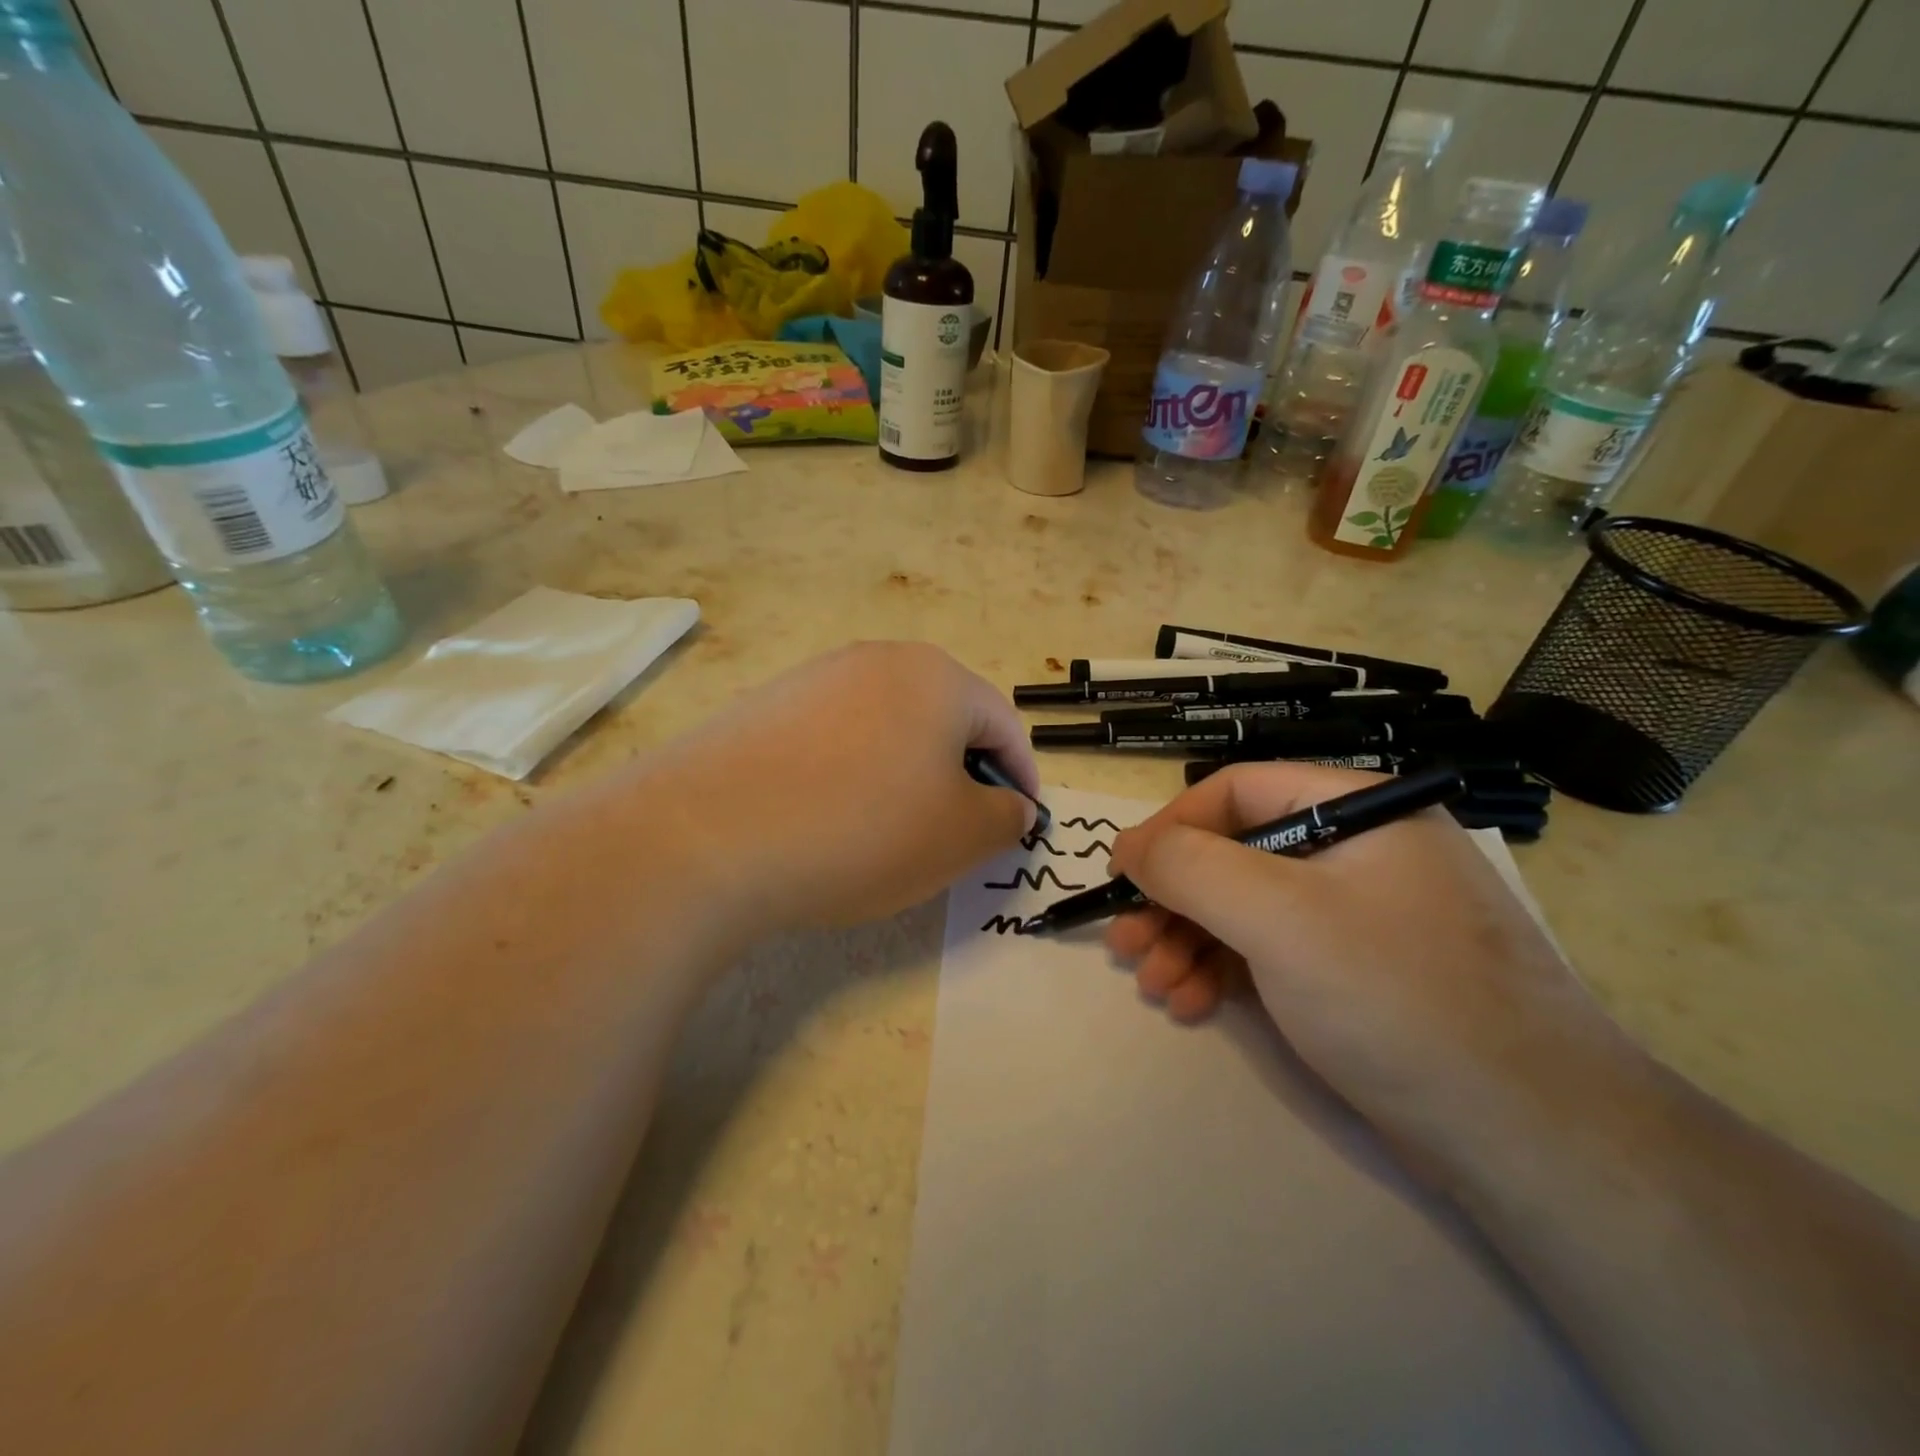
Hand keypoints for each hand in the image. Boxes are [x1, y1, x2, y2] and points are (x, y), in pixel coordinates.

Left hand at [636, 642, 1036, 936]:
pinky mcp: (764, 708)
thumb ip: (1006, 817)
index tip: (1020, 824)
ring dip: (906, 775)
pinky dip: (851, 776)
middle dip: (962, 775)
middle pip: (942, 719)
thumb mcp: (961, 836)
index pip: (1002, 723)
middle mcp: (875, 660)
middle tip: (958, 832)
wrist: (706, 835)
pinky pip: (833, 741)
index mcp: (936, 676)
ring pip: (886, 729)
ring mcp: (812, 679)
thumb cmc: (863, 828)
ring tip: (891, 831)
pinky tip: (830, 819)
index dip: (1021, 777)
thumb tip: (1010, 805)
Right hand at [1104, 762, 1615, 1149]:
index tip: (1122, 875)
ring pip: (1247, 908)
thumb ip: (1191, 867)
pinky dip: (1224, 972)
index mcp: (1357, 809)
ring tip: (1154, 984)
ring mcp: (1359, 914)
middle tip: (1127, 942)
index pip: (1238, 792)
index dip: (1171, 828)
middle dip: (1174, 900)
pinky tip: (1192, 1002)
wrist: (1531, 1140)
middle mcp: (1359, 851)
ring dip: (1189, 941)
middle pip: (1236, 853)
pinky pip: (1272, 951)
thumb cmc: (1395, 998)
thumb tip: (1129, 846)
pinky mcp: (1357, 972)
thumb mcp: (1278, 917)